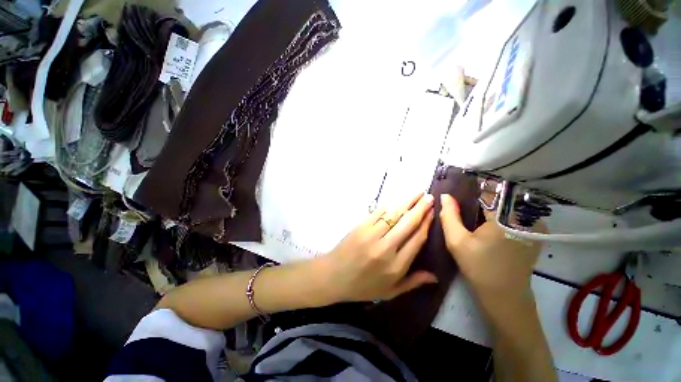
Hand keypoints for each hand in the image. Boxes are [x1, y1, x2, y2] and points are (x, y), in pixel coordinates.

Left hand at [318, 193, 436, 302]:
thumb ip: (412, 283)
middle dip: (420, 208)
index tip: (433, 213)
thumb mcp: (389, 291)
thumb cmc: (362, 286)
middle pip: (408, 223)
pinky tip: (397, 199)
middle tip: (429, 197)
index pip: (417, 240)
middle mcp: (386, 248)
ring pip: (394, 214)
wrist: (332, 276)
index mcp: (396, 266)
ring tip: (417, 193)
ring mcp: (371, 234)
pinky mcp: (361, 226)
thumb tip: (435, 276)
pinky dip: (389, 205)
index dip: (426, 224)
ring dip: (407, 202)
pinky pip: (378, 212)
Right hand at [439, 194, 544, 302]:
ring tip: (471, 215)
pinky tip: (485, 225)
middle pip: (498, 198)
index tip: (457, 194)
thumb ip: (449, 215)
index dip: (470, 191)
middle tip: (461, 206)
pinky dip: (498, 215)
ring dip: (488, 207)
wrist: (504, 295)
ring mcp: (534, 225)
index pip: (488, 192)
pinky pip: (513, 215)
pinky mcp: (534, 233)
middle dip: (479, 200)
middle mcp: (526, 217)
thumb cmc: (479, 267)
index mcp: (507, 218)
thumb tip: (445, 195)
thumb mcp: (457, 241)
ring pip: (505, 206)